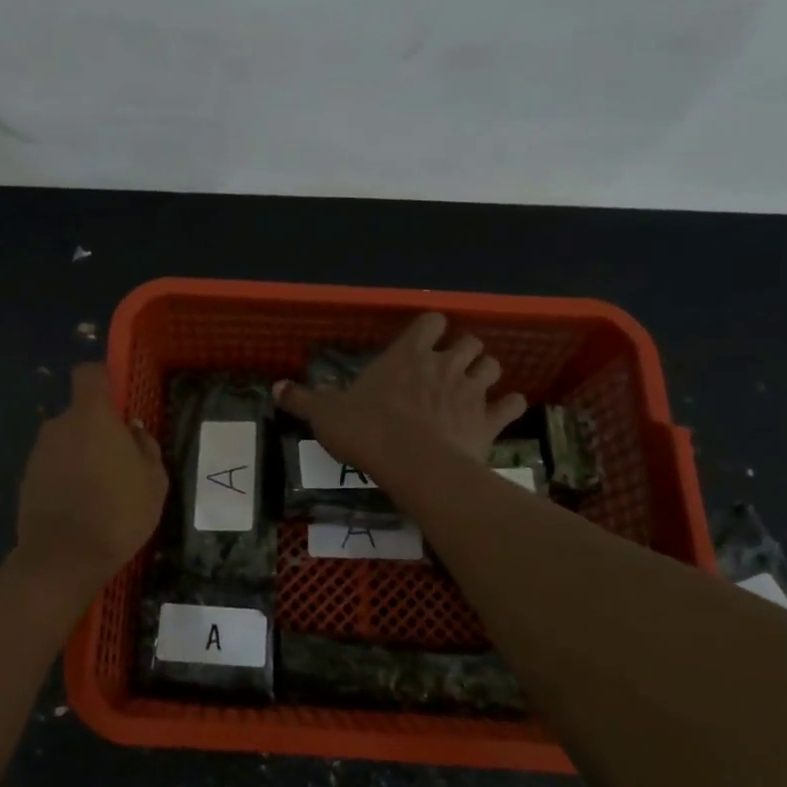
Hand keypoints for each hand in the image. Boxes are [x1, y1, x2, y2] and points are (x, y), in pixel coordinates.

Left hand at [16, 364, 167, 591]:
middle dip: (97, 429)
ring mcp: (38, 453)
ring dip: (81, 456)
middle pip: (79, 413)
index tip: (119, 401)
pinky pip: (53, 467)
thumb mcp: (154, 480)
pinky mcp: (26, 480)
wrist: (63, 559)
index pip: (89, 374)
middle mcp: (58, 426)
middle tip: (120, 461)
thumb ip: (145, 446)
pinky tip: (82, 507)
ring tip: (102, 490)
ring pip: (66, 442)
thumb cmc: (119, 511)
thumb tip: (132, 430)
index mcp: (91, 416)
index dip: (104, 380)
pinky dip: (66, 478)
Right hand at [275, 312, 525, 476]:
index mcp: (407, 354)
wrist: (412, 464)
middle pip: (470, 340)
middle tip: (449, 368)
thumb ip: (303, 399)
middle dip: (463, 350)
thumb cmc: (367, 430)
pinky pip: (512, 404)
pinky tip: (502, 412)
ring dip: (486, 372)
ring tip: (473, 387)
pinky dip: (510, 405)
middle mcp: (444, 364)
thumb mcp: (325, 414)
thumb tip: (274, 387)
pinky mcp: (489, 420)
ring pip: (493, 366)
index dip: (431, 328)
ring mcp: (471, 390)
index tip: (423, 341)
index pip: (430, 321)